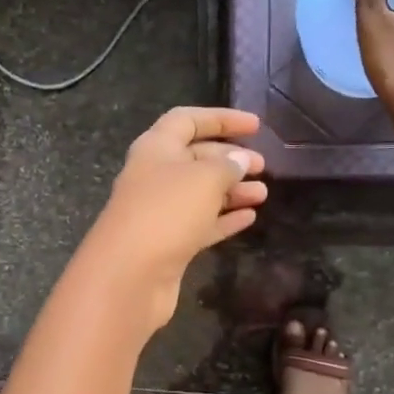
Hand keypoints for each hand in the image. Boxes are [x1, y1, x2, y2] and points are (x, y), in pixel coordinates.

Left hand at [86, 107, 267, 331]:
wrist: (129, 275)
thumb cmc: (166, 212)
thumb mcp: (204, 179)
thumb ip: (227, 166)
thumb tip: (239, 160)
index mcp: (156, 148)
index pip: (188, 120)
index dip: (221, 119)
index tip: (255, 125)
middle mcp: (155, 176)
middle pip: (196, 157)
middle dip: (230, 158)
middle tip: (262, 165)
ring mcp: (160, 212)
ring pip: (201, 193)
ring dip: (232, 191)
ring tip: (263, 194)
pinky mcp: (168, 243)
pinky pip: (201, 224)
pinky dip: (224, 218)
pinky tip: (249, 217)